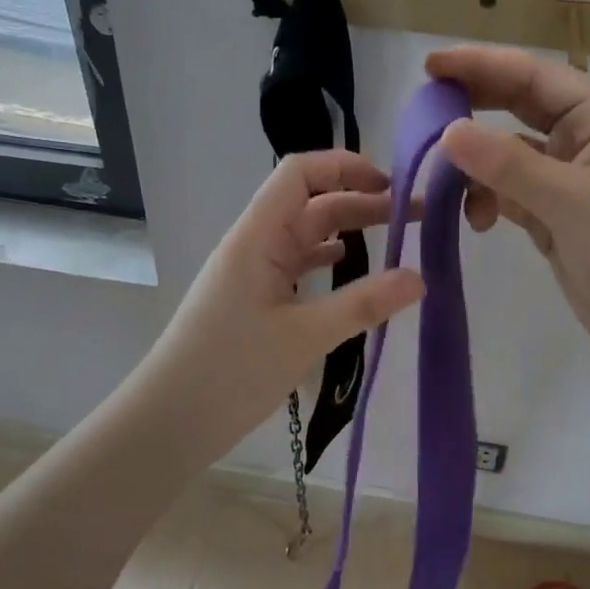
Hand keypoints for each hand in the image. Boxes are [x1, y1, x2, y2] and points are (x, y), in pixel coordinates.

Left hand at [129, 150, 422, 468]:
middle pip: (311, 203)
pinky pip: (298, 264)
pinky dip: (329, 260)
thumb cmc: (230, 371)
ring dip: (349, 230)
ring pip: (307, 235)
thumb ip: (363, 304)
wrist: (168, 421)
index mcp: (257, 236)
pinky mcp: (255, 298)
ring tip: (397, 239)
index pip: (299, 174)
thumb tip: (421, 278)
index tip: (392, 185)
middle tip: (415, 217)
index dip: (345, 167)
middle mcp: (255, 244)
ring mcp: (253, 271)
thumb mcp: (304, 337)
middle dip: (362, 201)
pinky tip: (353, 269)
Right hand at [427, 46, 589, 400]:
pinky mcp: (558, 217)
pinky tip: (479, 220)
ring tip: (443, 181)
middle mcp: (586, 139)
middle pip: (519, 107)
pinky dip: (489, 200)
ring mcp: (571, 180)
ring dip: (477, 164)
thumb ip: (508, 165)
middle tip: (422, 112)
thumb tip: (447, 131)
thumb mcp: (573, 202)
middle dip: (473, 107)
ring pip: (509, 154)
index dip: (481, 65)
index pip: (534, 75)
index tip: (429, 66)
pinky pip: (511, 193)